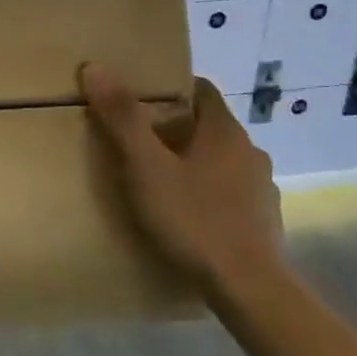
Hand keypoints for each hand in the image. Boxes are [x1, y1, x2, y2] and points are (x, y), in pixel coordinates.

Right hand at [79, 65, 285, 300]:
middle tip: (135, 140)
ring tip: (157, 179)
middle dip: (174, 127)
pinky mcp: (261, 220)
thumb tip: (95, 67)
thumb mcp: (145, 167)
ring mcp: (260, 187)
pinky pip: (228, 191)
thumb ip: (122, 118)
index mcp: (224, 131)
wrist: (248, 288)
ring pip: (219, 160)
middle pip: (207, 125)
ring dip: (192, 161)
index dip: (169, 88)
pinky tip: (185, 213)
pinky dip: (207, 192)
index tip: (138, 98)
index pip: (200, 89)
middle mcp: (249, 151)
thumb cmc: (193, 219)